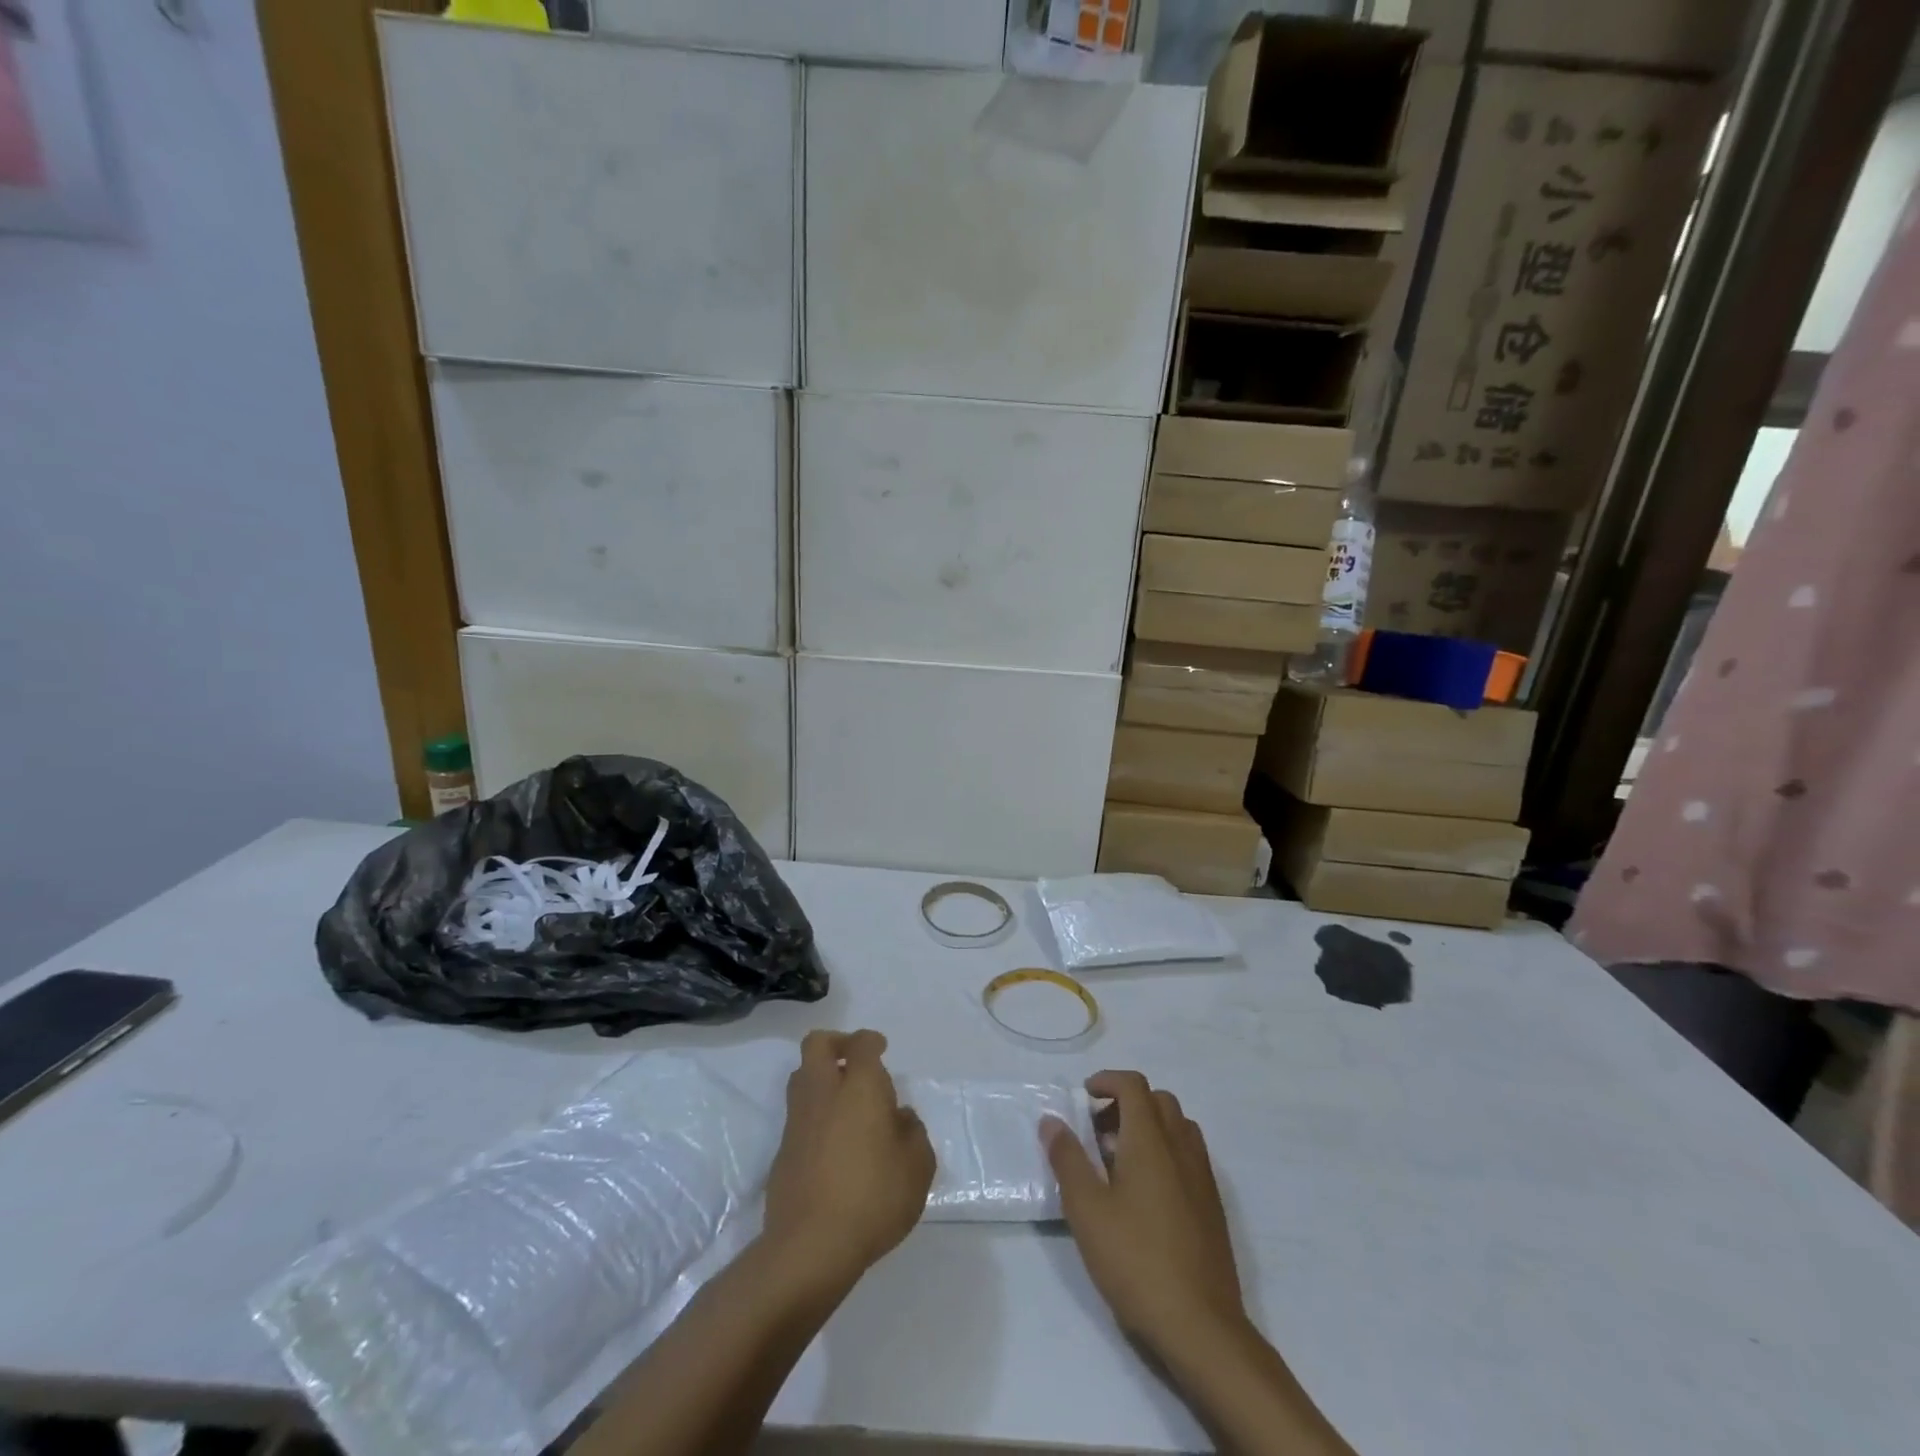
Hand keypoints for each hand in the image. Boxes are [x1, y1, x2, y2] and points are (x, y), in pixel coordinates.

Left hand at [762, 1029, 934, 1286]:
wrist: (810, 1246)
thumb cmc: (873, 1197)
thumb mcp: (917, 1166)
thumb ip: (913, 1133)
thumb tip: (900, 1117)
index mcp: (859, 1086)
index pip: (861, 1044)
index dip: (871, 1041)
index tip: (882, 1049)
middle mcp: (824, 1092)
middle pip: (818, 1045)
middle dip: (837, 1043)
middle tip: (856, 1061)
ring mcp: (797, 1121)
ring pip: (801, 1077)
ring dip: (821, 1077)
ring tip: (847, 1102)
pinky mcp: (782, 1151)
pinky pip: (798, 1115)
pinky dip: (815, 1115)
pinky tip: (835, 1143)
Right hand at [1044, 1071, 1246, 1358]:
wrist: (1201, 1326)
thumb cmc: (1136, 1260)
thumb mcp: (1087, 1210)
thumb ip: (1067, 1159)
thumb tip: (1051, 1120)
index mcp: (1151, 1140)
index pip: (1133, 1085)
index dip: (1107, 1081)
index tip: (1084, 1096)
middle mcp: (1181, 1147)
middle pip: (1158, 1101)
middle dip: (1126, 1103)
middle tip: (1098, 1131)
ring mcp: (1202, 1176)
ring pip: (1177, 1126)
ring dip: (1148, 1127)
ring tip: (1119, 1161)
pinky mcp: (1212, 1205)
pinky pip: (1189, 1155)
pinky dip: (1165, 1152)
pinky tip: (1145, 1194)